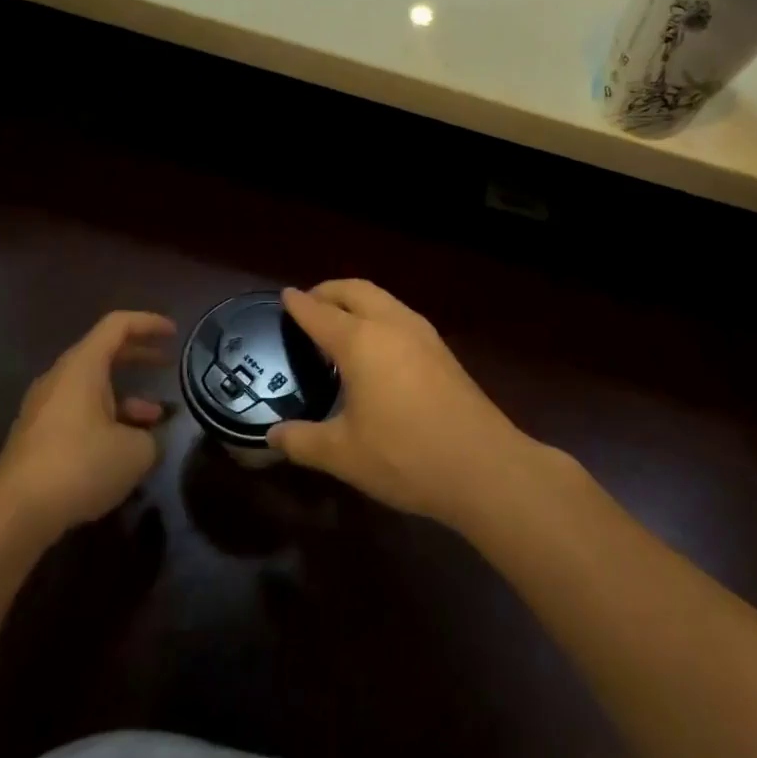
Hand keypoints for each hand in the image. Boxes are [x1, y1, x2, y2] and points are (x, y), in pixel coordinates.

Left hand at [0, 311, 175, 532]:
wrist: (15, 513)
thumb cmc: (81, 465)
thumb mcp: (137, 451)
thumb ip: (151, 436)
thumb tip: (147, 439)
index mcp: (82, 367)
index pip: (118, 325)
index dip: (149, 323)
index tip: (174, 332)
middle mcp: (60, 379)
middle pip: (103, 353)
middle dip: (139, 356)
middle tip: (167, 364)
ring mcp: (44, 408)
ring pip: (92, 388)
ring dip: (126, 395)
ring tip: (155, 418)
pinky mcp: (37, 437)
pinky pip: (79, 412)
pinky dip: (107, 418)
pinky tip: (125, 448)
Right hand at [268, 281, 543, 529]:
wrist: (484, 466)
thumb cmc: (405, 456)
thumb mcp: (343, 455)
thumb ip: (302, 441)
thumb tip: (272, 437)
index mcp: (361, 342)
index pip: (320, 313)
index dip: (299, 304)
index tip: (284, 296)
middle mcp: (392, 326)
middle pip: (356, 290)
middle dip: (329, 291)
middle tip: (309, 304)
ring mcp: (423, 335)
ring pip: (384, 299)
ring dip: (357, 301)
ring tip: (338, 322)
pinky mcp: (442, 351)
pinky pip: (401, 316)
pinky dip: (378, 316)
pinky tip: (375, 347)